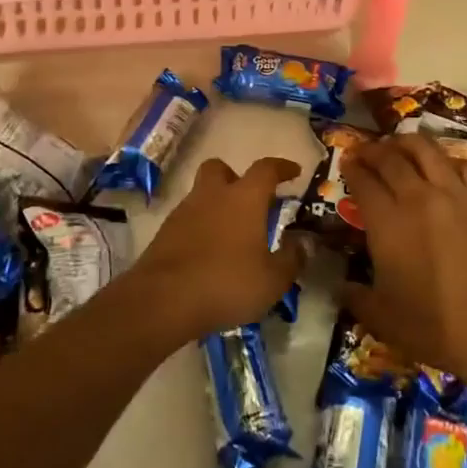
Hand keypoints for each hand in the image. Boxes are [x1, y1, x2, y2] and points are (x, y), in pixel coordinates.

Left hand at [134, 157, 303, 341]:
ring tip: (231, 234)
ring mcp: (184, 211)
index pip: (266, 169)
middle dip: (236, 177)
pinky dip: (201, 227)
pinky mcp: (165, 232)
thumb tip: (304, 242)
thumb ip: (292, 258)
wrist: (162, 300)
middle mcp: (212, 195)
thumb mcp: (272, 280)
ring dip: (217, 204)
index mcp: (244, 198)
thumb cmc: (226, 283)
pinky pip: (188, 219)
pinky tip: (209, 252)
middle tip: (250, 199)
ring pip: (202, 194)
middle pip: (220, 168)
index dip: (282, 167)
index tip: (294, 171)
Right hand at [339, 135, 466, 389]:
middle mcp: (418, 198)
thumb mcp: (380, 317)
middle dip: (374, 151)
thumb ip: (354, 296)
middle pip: (392, 159)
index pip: (363, 181)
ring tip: (402, 145)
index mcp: (387, 222)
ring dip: (409, 144)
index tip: (347, 163)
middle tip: (368, 152)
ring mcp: (456, 196)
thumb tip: (340, 286)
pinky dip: (451, 162)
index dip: (352, 168)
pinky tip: (447, 168)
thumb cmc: (432, 326)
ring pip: (428, 151)